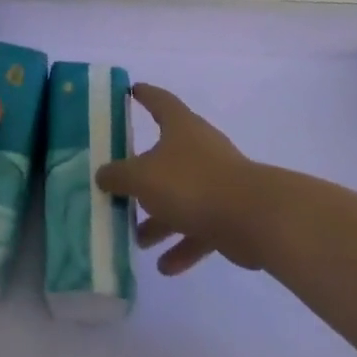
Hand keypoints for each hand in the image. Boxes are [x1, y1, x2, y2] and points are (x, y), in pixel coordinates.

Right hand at [95, 83, 265, 275]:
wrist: (253, 217)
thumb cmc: (191, 183)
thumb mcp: (142, 177)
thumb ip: (118, 176)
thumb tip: (102, 174)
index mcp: (180, 127)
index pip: (159, 101)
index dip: (144, 95)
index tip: (131, 90)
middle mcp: (199, 149)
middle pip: (166, 155)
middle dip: (143, 174)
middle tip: (120, 186)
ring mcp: (217, 181)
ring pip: (181, 196)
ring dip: (160, 219)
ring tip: (138, 239)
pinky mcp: (229, 213)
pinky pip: (199, 228)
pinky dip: (182, 245)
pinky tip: (165, 267)